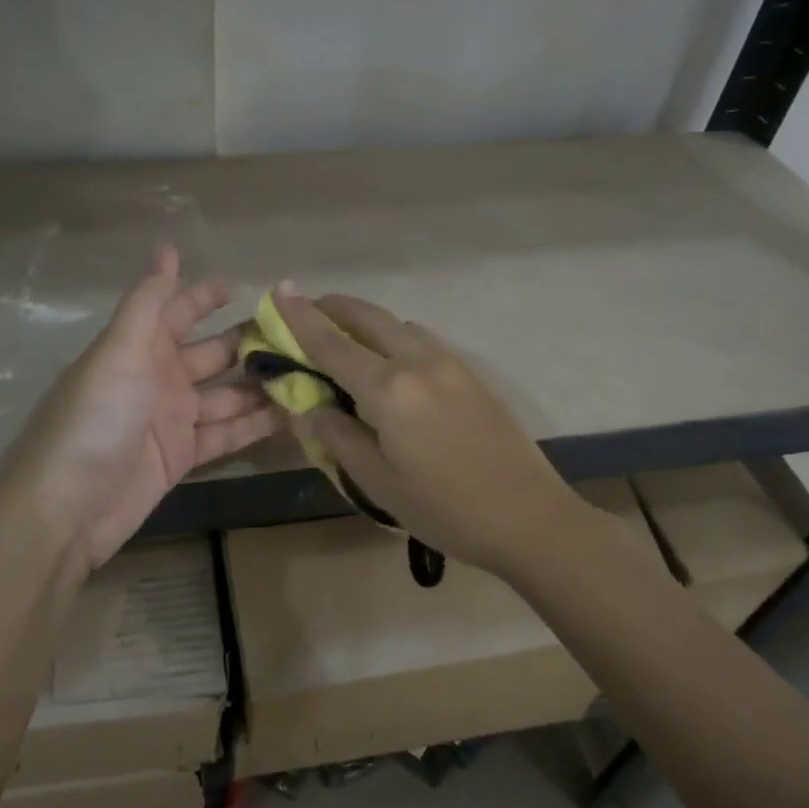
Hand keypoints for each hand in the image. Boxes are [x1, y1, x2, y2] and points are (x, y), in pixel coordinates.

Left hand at [0, 245, 282, 570]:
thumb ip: (148, 302)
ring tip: (309, 375)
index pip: (179, 311)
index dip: (207, 296)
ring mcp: (172, 418)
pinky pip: (227, 433)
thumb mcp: (119, 351)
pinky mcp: (183, 456)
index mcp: (139, 347)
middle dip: (250, 343)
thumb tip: (168, 247)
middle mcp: (158, 377)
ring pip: (227, 394)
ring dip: (262, 385)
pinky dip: (256, 425)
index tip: (249, 287)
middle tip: (300, 336)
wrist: (67, 507)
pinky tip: (293, 415)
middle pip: (213, 352)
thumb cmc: (94, 418)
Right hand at [273, 290, 586, 579]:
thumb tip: (312, 405)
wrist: (529, 517)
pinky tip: (387, 360)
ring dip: (364, 320)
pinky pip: (420, 339)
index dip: (300, 317)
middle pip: (368, 317)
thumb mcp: (378, 482)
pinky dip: (392, 335)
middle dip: (332, 307)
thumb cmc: (445, 509)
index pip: (332, 343)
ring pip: (397, 324)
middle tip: (305, 309)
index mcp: (389, 389)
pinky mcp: (470, 373)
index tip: (278, 290)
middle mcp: (418, 361)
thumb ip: (338, 436)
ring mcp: (450, 363)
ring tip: (342, 337)